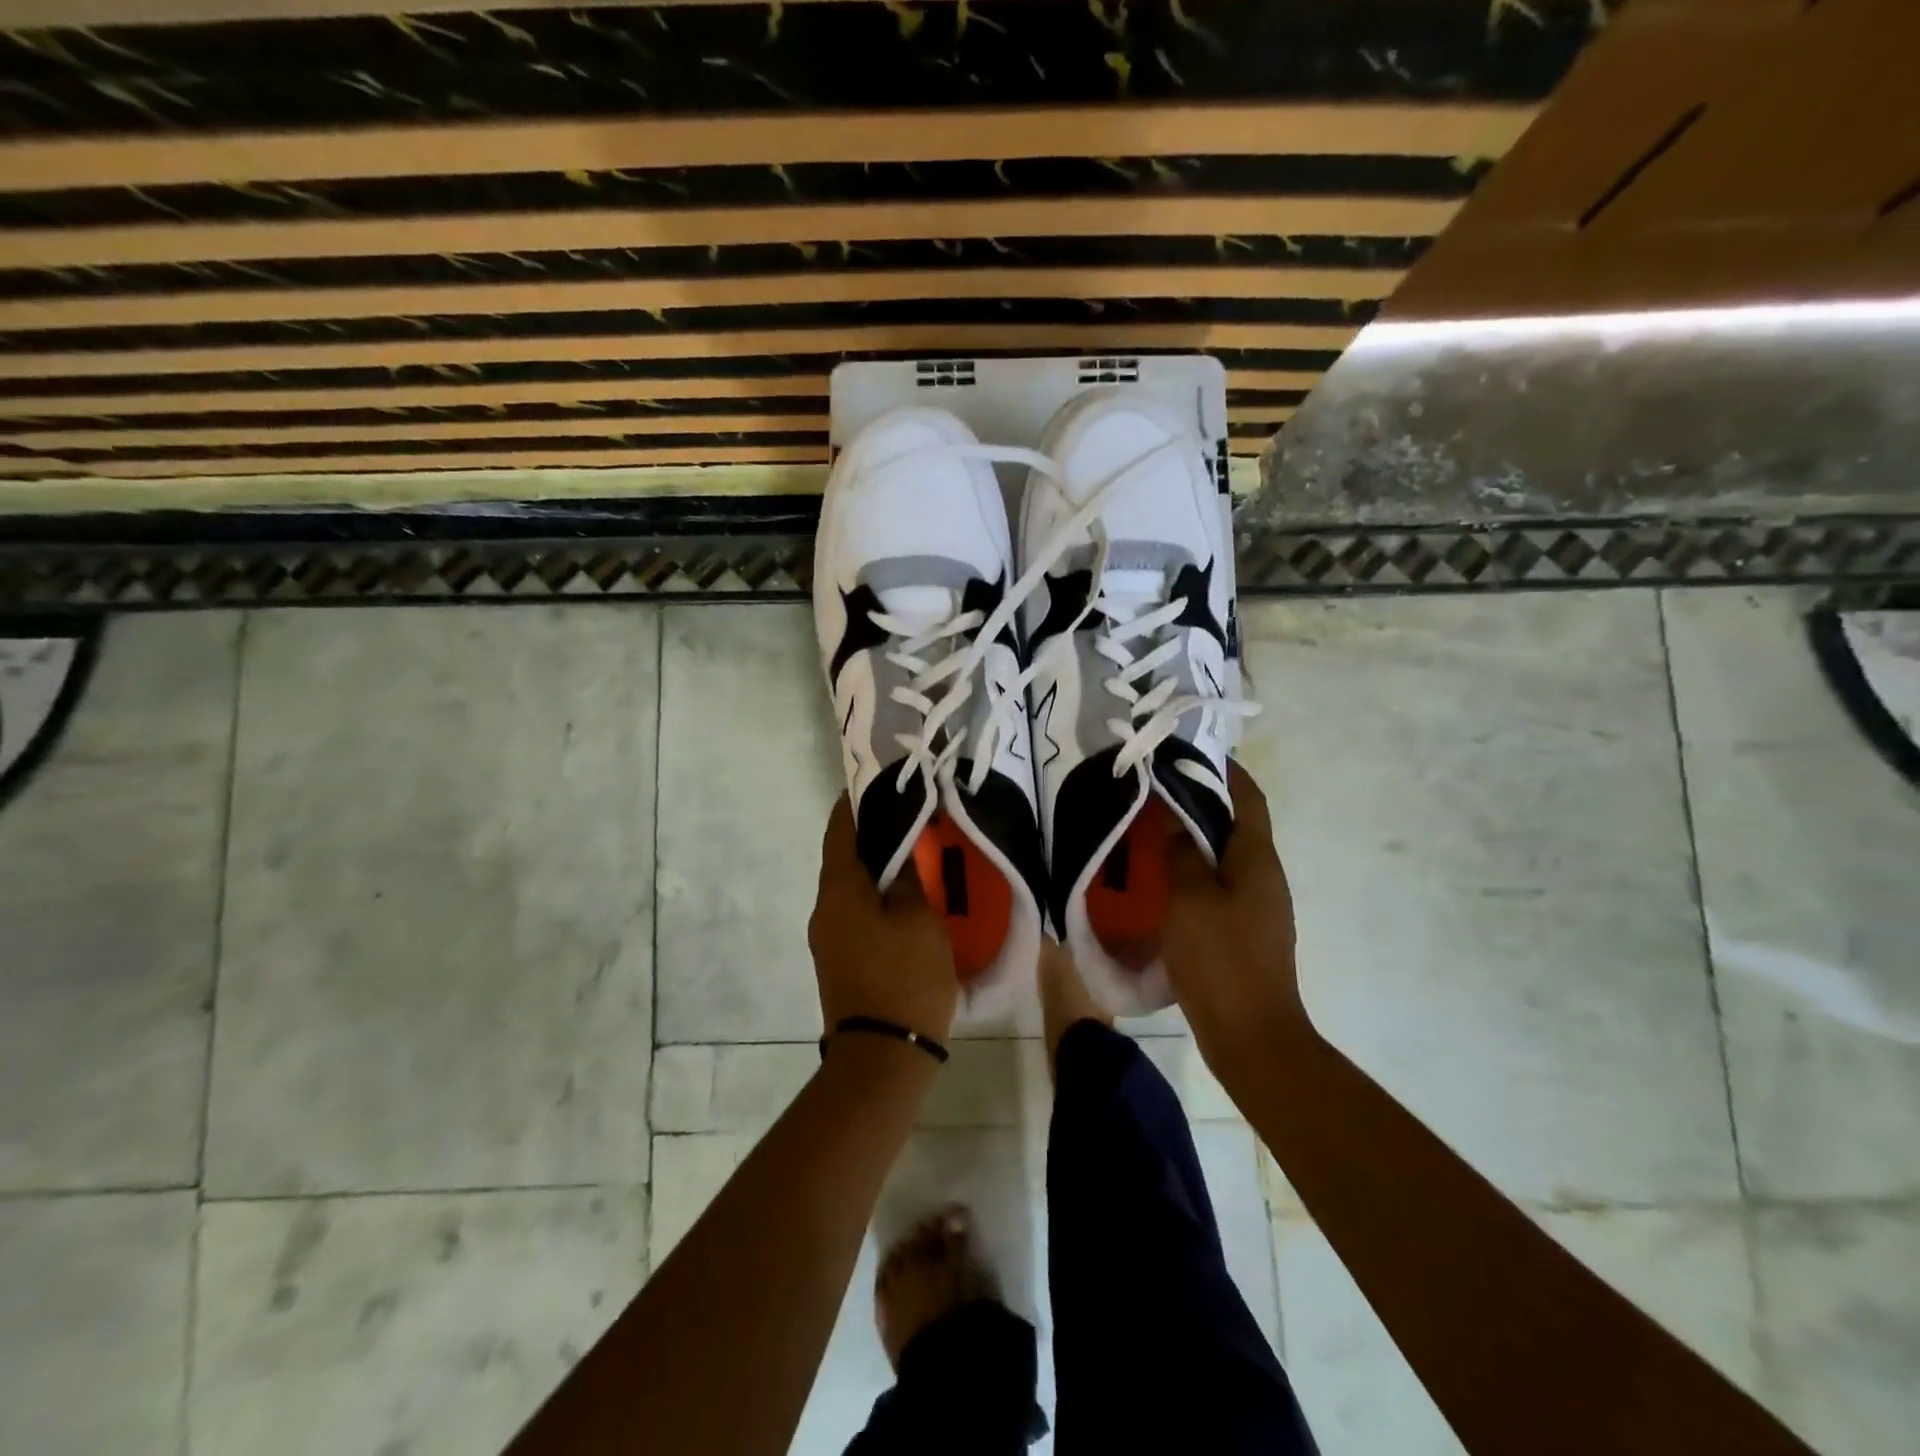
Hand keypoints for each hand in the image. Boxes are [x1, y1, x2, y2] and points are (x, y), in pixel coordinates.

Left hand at [808, 795, 959, 1043]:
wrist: (882, 1057)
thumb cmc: (904, 977)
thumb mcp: (918, 918)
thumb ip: (908, 876)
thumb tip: (899, 851)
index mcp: (839, 890)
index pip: (840, 830)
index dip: (856, 802)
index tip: (880, 781)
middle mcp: (824, 909)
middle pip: (844, 857)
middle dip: (872, 834)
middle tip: (910, 816)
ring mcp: (829, 938)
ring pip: (852, 887)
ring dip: (876, 868)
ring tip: (913, 852)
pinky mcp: (840, 961)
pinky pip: (856, 913)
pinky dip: (876, 896)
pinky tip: (906, 897)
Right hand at [1164, 761, 1307, 1060]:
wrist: (1251, 1034)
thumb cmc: (1221, 958)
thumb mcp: (1191, 898)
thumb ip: (1181, 852)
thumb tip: (1175, 818)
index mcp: (1257, 859)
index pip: (1249, 798)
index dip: (1227, 771)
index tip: (1192, 753)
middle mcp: (1264, 876)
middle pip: (1237, 824)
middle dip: (1203, 801)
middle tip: (1159, 789)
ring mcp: (1258, 906)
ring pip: (1225, 856)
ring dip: (1196, 837)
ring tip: (1155, 827)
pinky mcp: (1244, 931)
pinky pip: (1219, 885)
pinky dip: (1195, 870)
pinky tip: (1164, 878)